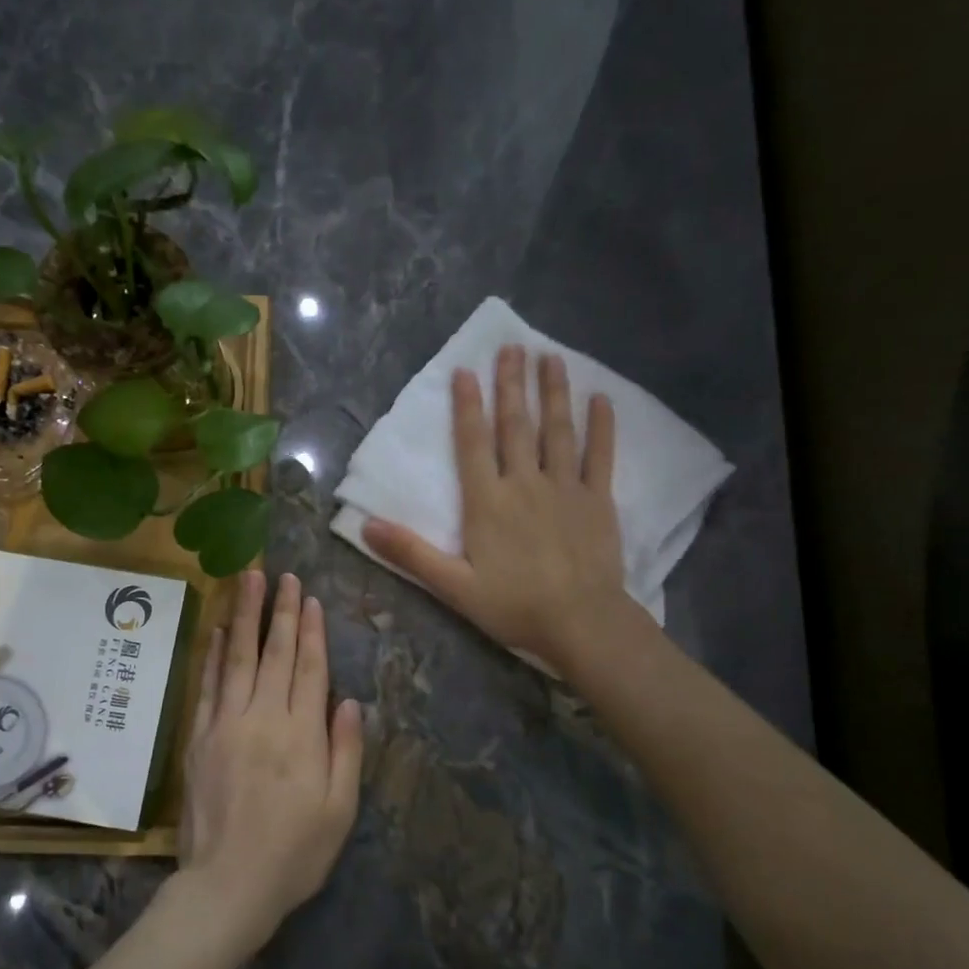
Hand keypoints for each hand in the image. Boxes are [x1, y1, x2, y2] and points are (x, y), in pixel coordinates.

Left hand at [176, 570, 362, 953]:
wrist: (226, 887)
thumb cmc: (294, 854)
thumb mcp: (340, 810)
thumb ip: (345, 751)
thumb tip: (348, 700)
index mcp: (301, 734)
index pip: (309, 668)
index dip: (311, 630)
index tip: (309, 598)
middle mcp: (262, 718)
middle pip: (274, 653)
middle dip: (280, 611)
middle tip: (282, 575)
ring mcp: (225, 724)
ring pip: (236, 657)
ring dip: (243, 616)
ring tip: (247, 580)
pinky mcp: (199, 738)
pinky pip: (207, 685)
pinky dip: (211, 653)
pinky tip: (215, 629)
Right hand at [365, 345, 624, 670]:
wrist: (581, 622)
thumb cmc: (514, 606)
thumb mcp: (454, 586)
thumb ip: (411, 553)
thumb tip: (366, 525)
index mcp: (487, 502)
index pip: (473, 443)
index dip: (467, 406)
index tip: (466, 371)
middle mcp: (525, 483)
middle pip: (515, 425)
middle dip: (512, 384)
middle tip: (512, 346)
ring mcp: (565, 488)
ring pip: (557, 430)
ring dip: (553, 392)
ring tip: (550, 357)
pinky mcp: (597, 500)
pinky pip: (600, 455)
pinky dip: (601, 426)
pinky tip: (601, 398)